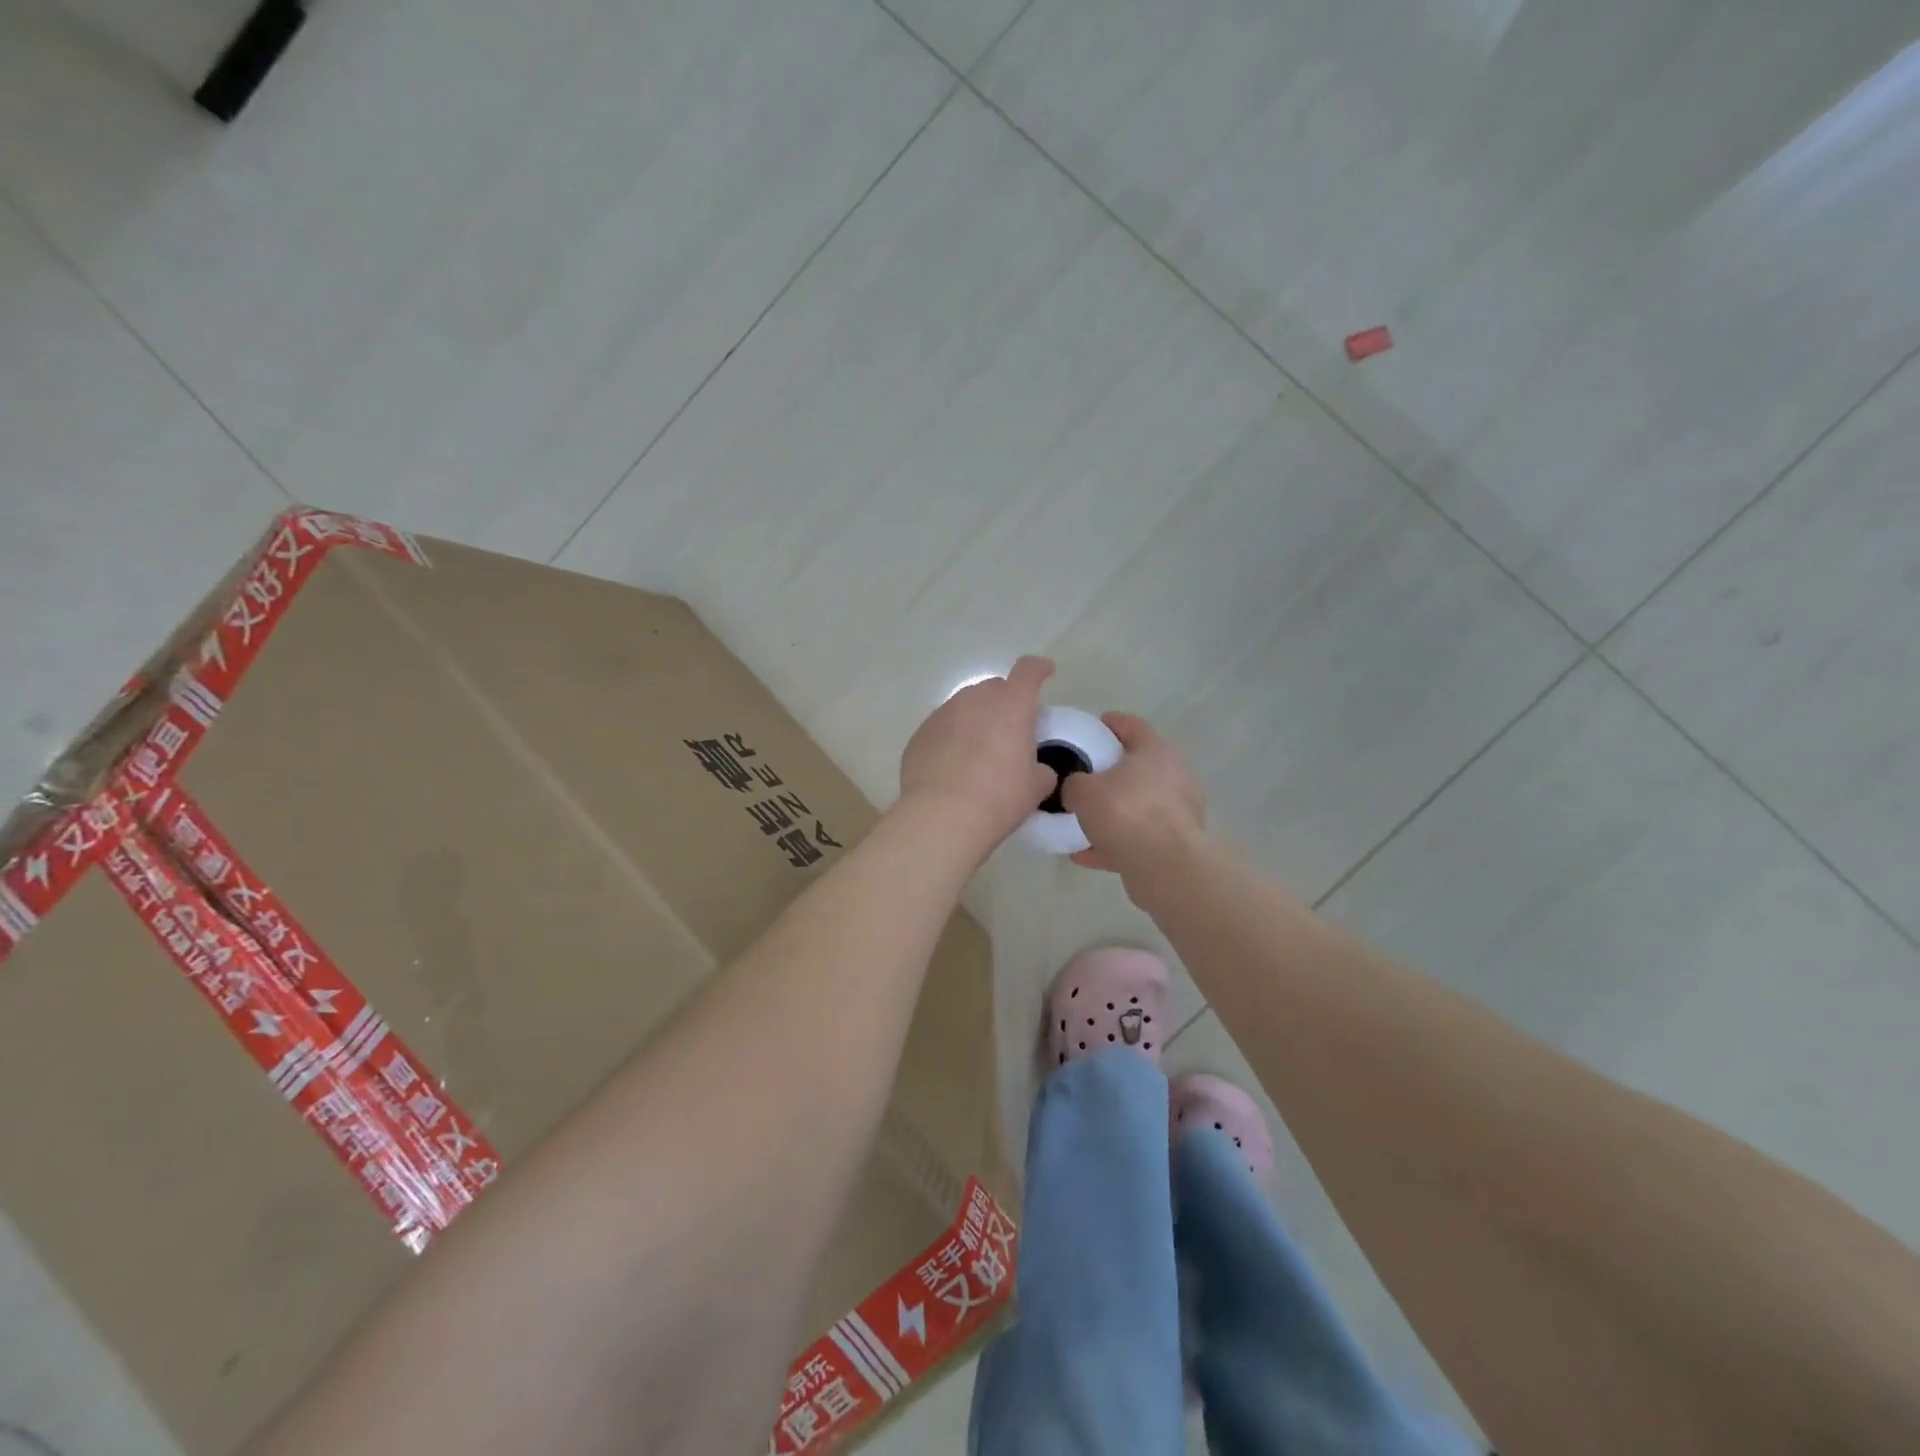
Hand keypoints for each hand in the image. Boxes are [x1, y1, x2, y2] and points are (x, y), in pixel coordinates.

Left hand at [898, 657, 1057, 855]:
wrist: (943, 816)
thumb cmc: (1000, 797)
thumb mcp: (1036, 786)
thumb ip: (1041, 769)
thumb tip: (1034, 769)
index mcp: (1011, 705)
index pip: (1028, 671)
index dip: (1039, 669)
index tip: (1045, 672)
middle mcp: (975, 700)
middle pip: (994, 688)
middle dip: (1005, 701)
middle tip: (1010, 730)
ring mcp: (942, 714)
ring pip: (964, 707)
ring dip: (975, 720)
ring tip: (978, 752)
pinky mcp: (920, 734)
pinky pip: (941, 728)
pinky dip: (951, 739)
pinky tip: (952, 767)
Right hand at [1062, 713, 1206, 880]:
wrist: (1165, 867)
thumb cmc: (1125, 812)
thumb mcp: (1082, 791)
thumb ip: (1073, 783)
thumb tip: (1074, 787)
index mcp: (1156, 751)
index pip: (1132, 725)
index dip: (1110, 723)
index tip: (1090, 727)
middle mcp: (1173, 776)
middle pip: (1136, 767)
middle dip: (1109, 772)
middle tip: (1082, 775)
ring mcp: (1178, 812)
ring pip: (1137, 805)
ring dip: (1112, 812)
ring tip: (1079, 819)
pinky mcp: (1175, 844)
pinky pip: (1137, 837)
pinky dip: (1113, 842)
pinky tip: (1083, 853)